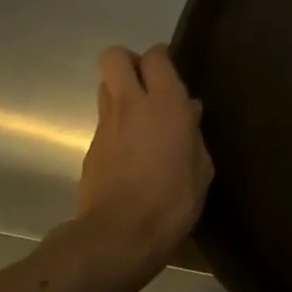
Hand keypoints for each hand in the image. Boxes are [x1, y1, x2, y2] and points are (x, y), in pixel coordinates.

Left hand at [74, 46, 212, 278]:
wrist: (120, 235)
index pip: (155, 57)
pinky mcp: (90, 148)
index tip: (174, 72)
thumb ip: (194, 133)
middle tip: (150, 84)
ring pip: (106, 87)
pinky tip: (134, 151)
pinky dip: (118, 125)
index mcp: (165, 103)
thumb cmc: (173, 198)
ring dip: (121, 92)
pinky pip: (105, 121)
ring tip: (143, 117)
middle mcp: (130, 104)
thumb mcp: (201, 166)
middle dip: (130, 62)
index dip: (162, 58)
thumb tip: (189, 110)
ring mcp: (105, 125)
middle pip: (114, 57)